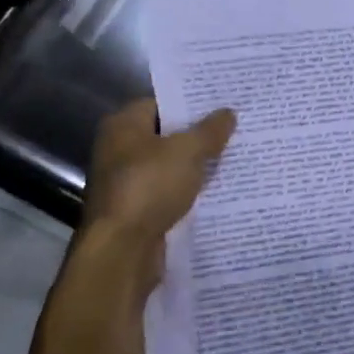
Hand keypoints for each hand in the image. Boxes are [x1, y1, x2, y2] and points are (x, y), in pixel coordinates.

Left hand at [73, 98, 235, 294]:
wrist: (122, 251)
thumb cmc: (149, 187)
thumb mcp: (188, 151)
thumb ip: (210, 130)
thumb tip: (228, 113)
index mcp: (123, 125)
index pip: (161, 102)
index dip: (191, 103)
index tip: (222, 104)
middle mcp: (119, 150)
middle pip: (166, 135)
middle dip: (198, 134)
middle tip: (235, 129)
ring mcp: (126, 182)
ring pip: (170, 165)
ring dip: (195, 165)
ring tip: (234, 156)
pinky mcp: (136, 210)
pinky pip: (169, 192)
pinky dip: (189, 191)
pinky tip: (218, 189)